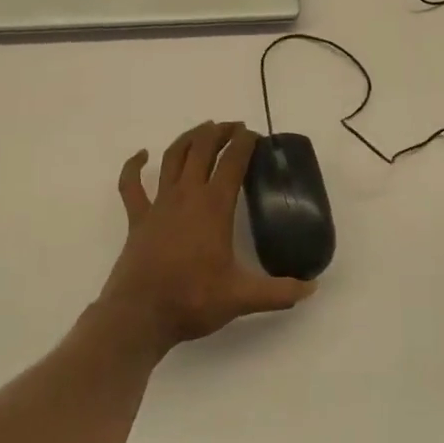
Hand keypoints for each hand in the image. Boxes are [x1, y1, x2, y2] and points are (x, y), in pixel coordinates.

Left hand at [98, 121, 314, 354]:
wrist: (140, 316)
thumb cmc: (192, 300)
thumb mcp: (242, 298)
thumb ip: (279, 292)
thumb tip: (312, 288)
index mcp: (214, 207)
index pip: (232, 162)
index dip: (244, 143)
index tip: (255, 135)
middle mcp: (186, 196)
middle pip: (202, 150)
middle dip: (219, 132)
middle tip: (233, 126)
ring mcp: (158, 205)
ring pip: (172, 158)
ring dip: (188, 139)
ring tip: (202, 129)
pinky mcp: (137, 219)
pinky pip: (131, 186)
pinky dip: (134, 167)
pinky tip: (141, 155)